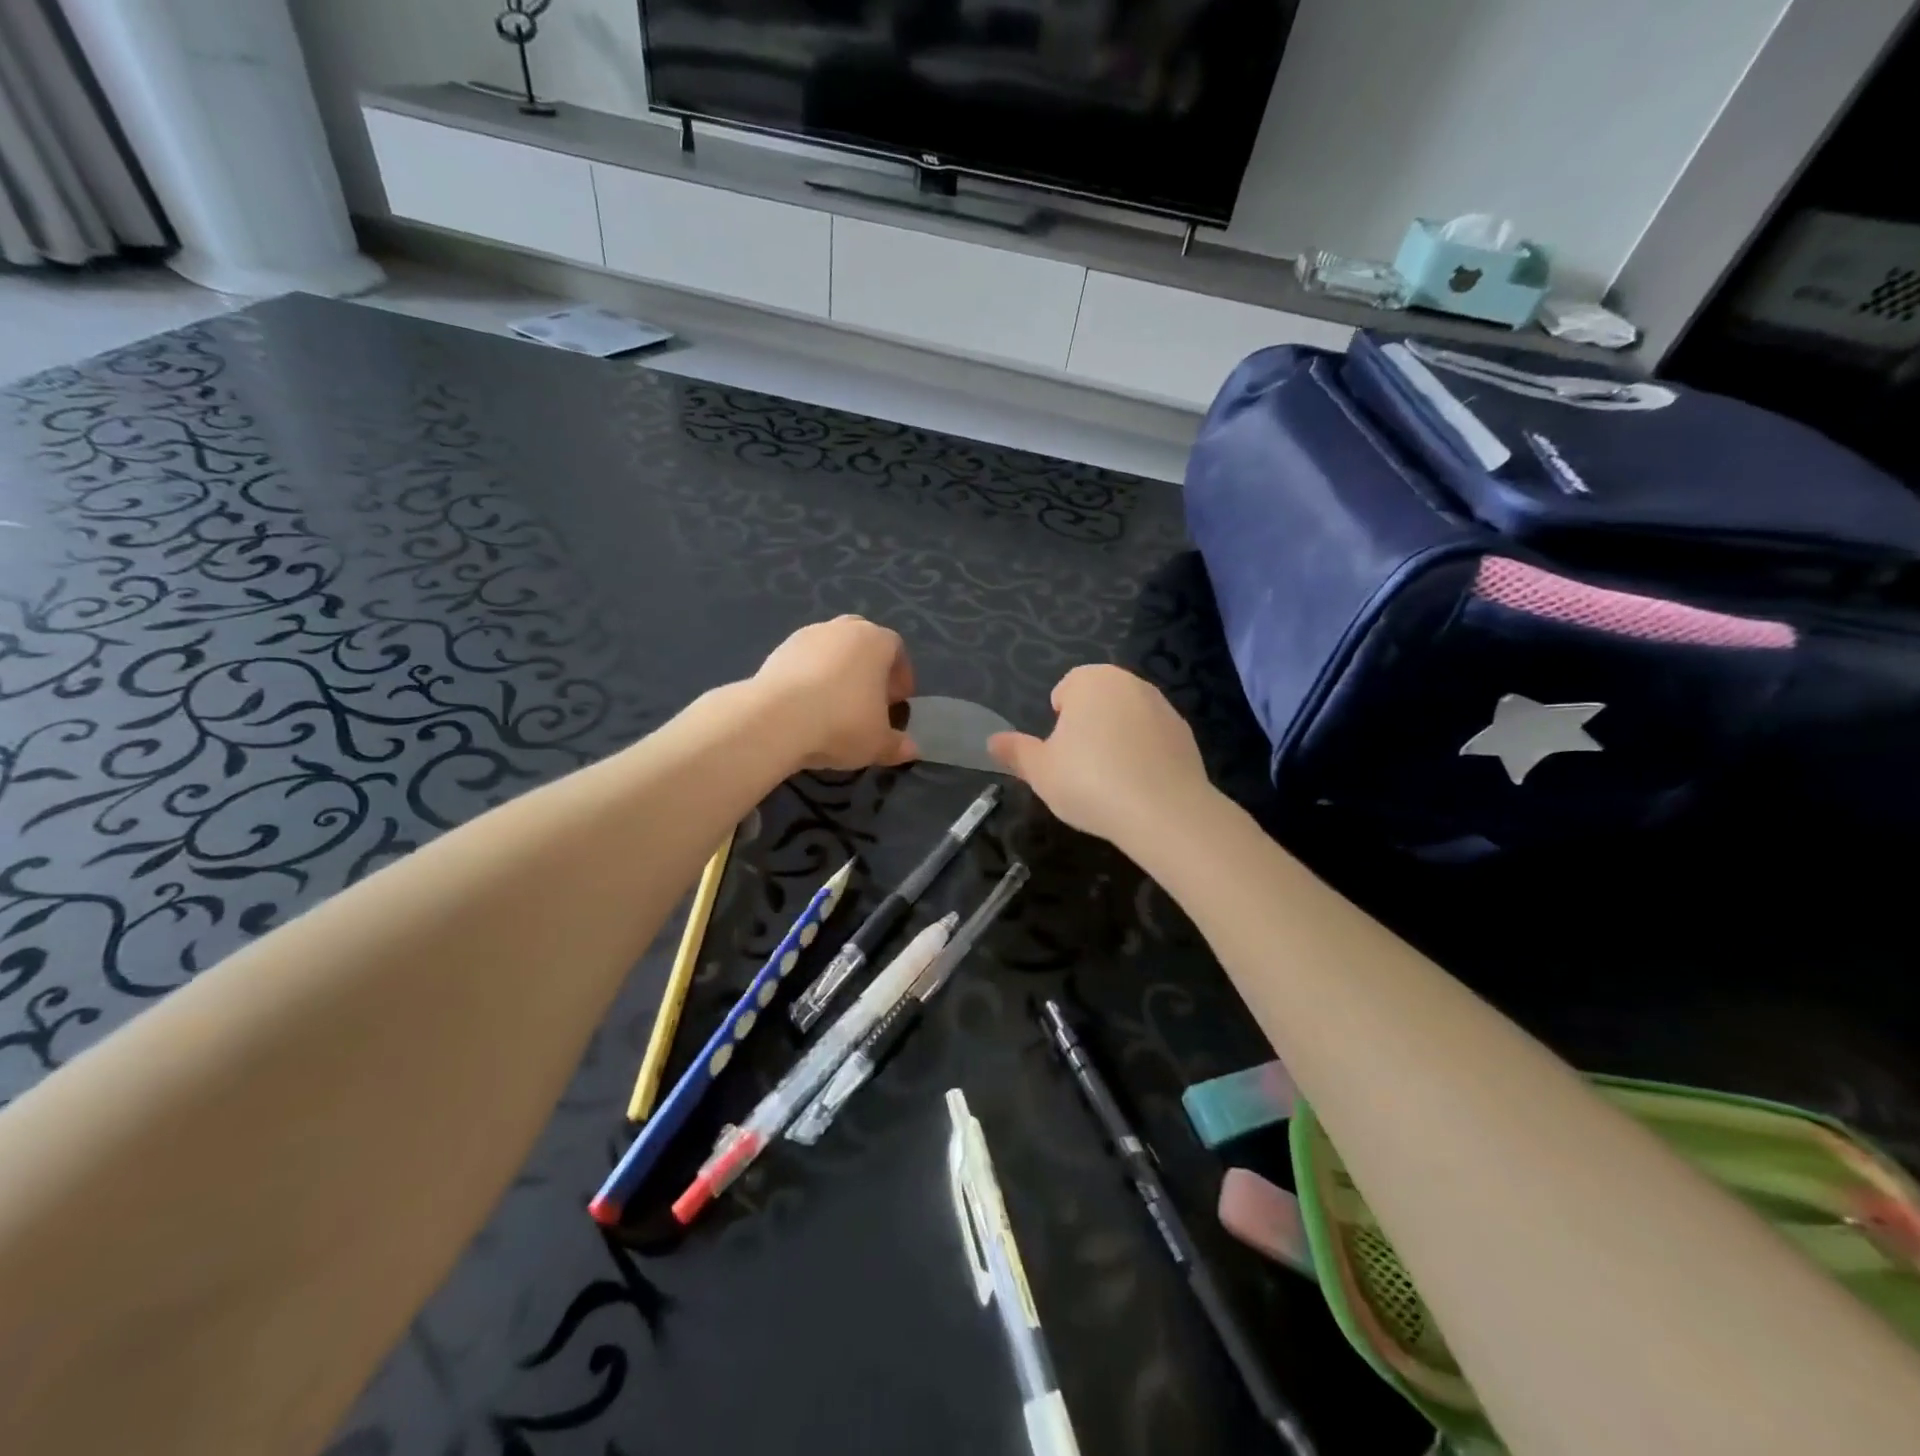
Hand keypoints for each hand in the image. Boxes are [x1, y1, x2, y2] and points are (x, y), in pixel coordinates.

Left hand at [752, 616, 917, 770]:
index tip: (898, 702)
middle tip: (869, 699)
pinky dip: (810, 678)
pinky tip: (807, 706)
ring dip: (838, 671)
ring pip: (831, 649)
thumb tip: (912, 750)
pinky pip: (804, 661)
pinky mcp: (778, 650)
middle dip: (869, 668)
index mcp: (876, 641)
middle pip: (863, 642)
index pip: (896, 649)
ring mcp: (807, 635)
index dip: (901, 676)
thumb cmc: (842, 723)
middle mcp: (843, 629)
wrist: (776, 718)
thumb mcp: (878, 743)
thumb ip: (897, 745)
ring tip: (835, 705)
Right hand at [988, 665, 1210, 844]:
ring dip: (1117, 740)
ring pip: (1128, 719)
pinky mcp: (1186, 736)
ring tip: (1110, 782)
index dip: (1058, 720)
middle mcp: (1130, 683)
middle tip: (1080, 768)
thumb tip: (993, 741)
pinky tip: (1138, 788)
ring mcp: (1163, 707)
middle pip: (1099, 701)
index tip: (1060, 753)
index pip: (1067, 688)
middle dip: (1088, 727)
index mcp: (1092, 681)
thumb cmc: (1089, 782)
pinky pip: (1153, 741)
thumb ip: (1017, 752)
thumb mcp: (1041, 771)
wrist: (1164, 812)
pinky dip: (1144, 756)